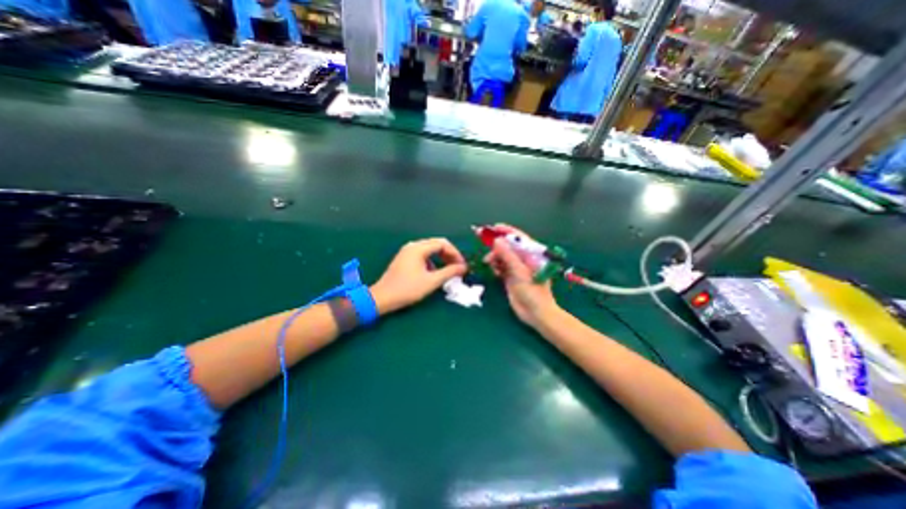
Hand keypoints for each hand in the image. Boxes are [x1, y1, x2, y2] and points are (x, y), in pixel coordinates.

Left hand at [370, 238, 466, 314]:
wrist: (382, 298)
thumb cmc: (407, 289)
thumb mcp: (431, 281)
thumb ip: (449, 272)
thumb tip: (464, 267)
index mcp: (418, 248)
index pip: (443, 243)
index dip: (455, 253)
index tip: (462, 265)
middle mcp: (413, 246)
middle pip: (436, 244)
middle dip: (449, 255)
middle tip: (458, 267)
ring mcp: (407, 251)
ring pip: (430, 249)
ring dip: (441, 258)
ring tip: (448, 270)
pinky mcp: (404, 258)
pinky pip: (423, 255)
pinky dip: (432, 261)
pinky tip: (433, 272)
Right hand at [485, 225, 555, 326]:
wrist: (536, 314)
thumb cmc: (533, 292)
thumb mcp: (519, 272)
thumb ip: (508, 256)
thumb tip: (497, 240)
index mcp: (533, 254)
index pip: (519, 238)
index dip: (507, 231)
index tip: (493, 227)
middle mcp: (525, 259)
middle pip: (509, 247)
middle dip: (497, 246)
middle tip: (485, 246)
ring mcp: (518, 268)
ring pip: (503, 256)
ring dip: (495, 257)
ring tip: (490, 263)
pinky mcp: (512, 276)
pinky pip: (501, 266)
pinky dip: (496, 266)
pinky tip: (494, 271)